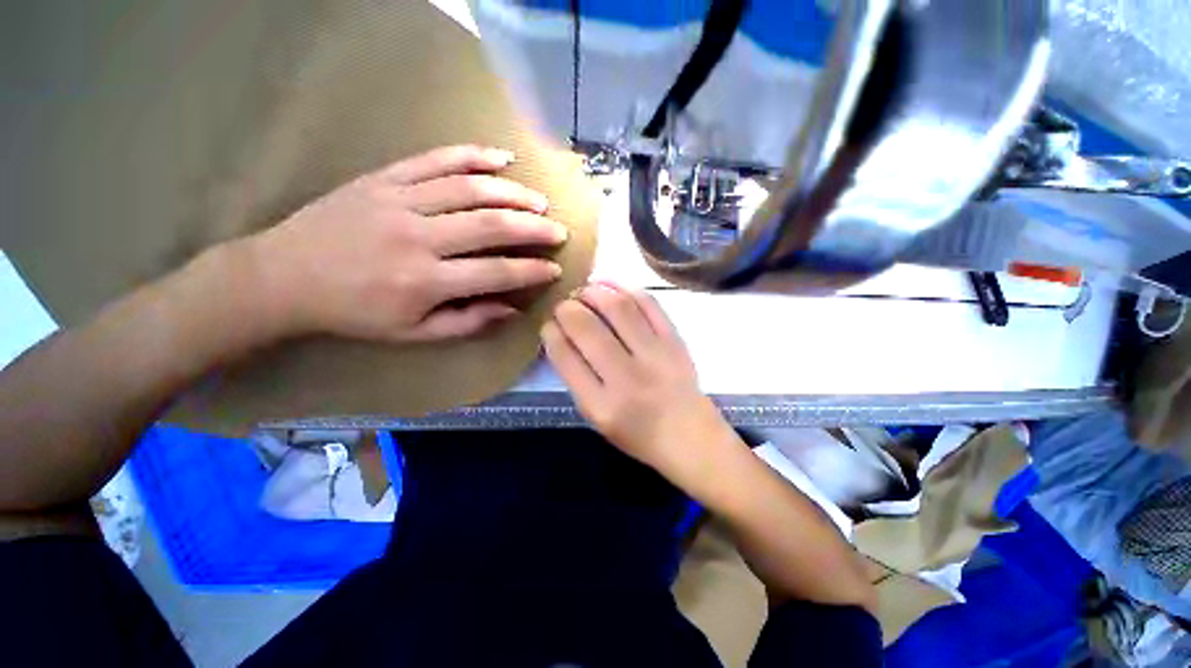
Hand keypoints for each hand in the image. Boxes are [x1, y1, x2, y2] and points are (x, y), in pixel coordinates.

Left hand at [245, 145, 568, 342]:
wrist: (284, 276)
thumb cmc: (355, 313)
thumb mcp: (413, 333)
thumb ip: (467, 322)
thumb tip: (512, 310)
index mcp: (425, 282)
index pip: (496, 273)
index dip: (531, 271)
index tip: (555, 269)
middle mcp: (418, 238)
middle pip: (490, 226)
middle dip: (533, 229)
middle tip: (558, 230)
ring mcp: (400, 201)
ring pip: (470, 189)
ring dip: (513, 193)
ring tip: (539, 200)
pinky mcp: (383, 178)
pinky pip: (435, 159)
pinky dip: (472, 155)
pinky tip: (500, 157)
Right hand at [541, 282, 732, 477]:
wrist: (690, 436)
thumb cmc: (636, 432)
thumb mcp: (596, 418)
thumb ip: (576, 378)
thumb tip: (560, 335)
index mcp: (601, 405)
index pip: (565, 357)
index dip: (551, 333)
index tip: (548, 324)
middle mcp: (627, 378)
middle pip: (587, 328)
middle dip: (567, 309)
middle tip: (563, 305)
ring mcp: (655, 356)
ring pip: (618, 308)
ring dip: (593, 292)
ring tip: (583, 291)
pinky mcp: (674, 341)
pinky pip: (648, 304)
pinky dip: (624, 287)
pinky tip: (608, 284)